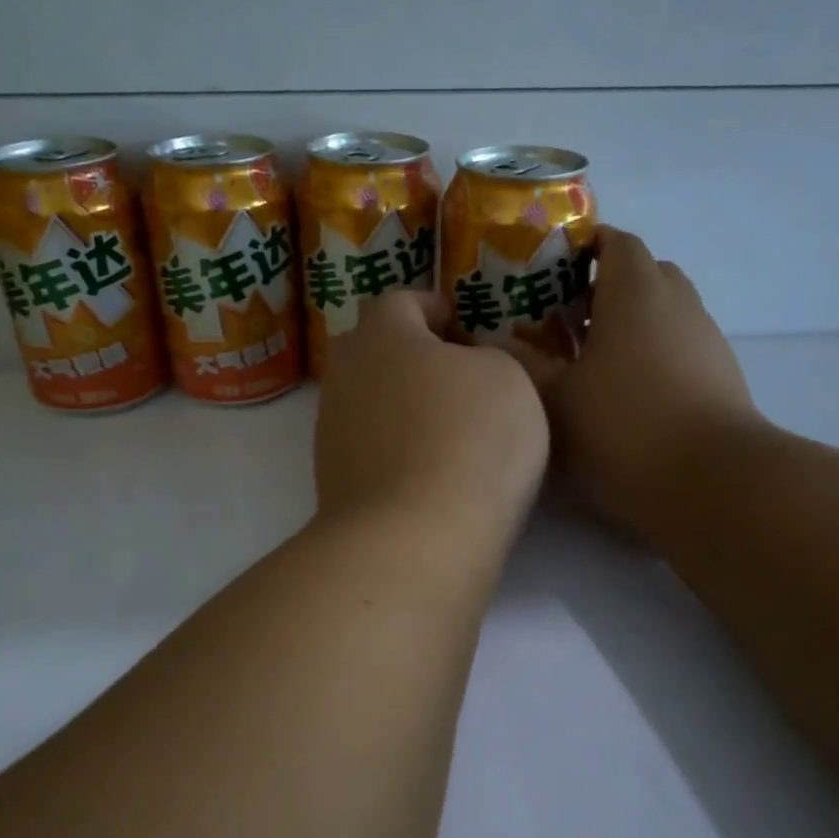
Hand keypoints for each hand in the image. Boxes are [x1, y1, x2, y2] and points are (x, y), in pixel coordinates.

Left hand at [314, 291, 548, 549]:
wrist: (414, 537)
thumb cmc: (470, 437)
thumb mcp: (507, 377)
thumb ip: (487, 356)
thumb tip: (468, 364)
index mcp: (382, 334)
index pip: (399, 301)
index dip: (431, 306)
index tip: (458, 322)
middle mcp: (345, 375)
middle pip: (372, 349)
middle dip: (409, 353)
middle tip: (453, 370)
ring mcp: (332, 430)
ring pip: (367, 399)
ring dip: (400, 402)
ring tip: (445, 423)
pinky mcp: (332, 479)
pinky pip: (368, 445)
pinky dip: (394, 445)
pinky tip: (426, 466)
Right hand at [524, 228, 762, 536]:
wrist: (713, 482)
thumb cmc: (624, 426)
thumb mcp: (557, 398)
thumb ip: (524, 363)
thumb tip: (495, 342)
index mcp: (636, 291)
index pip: (616, 241)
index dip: (584, 246)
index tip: (552, 270)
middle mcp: (677, 302)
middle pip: (643, 273)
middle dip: (604, 286)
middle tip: (565, 317)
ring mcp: (705, 338)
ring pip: (663, 311)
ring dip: (629, 322)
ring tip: (590, 360)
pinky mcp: (721, 374)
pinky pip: (680, 343)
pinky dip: (652, 351)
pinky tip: (626, 393)